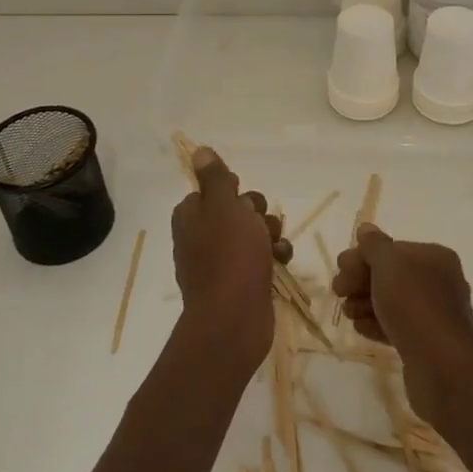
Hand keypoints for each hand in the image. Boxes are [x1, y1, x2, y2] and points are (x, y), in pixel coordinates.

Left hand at [170, 147, 291, 367]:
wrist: (234, 320)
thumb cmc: (229, 256)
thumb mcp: (224, 207)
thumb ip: (215, 178)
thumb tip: (199, 151)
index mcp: (191, 216)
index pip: (212, 190)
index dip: (232, 192)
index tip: (241, 200)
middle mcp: (201, 237)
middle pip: (237, 210)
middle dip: (257, 213)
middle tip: (259, 225)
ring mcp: (220, 262)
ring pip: (253, 233)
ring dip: (269, 234)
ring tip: (275, 247)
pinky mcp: (240, 282)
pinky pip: (260, 258)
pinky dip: (273, 256)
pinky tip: (281, 262)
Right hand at [333, 225, 472, 420]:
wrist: (441, 366)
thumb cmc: (414, 304)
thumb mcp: (389, 264)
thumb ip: (374, 245)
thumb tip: (366, 229)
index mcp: (435, 258)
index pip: (393, 250)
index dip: (363, 256)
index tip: (340, 268)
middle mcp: (438, 282)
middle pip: (390, 275)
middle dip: (361, 280)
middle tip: (338, 291)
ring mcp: (434, 314)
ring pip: (392, 302)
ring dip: (366, 303)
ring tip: (348, 313)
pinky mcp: (426, 342)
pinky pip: (397, 326)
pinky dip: (377, 324)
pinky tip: (360, 328)